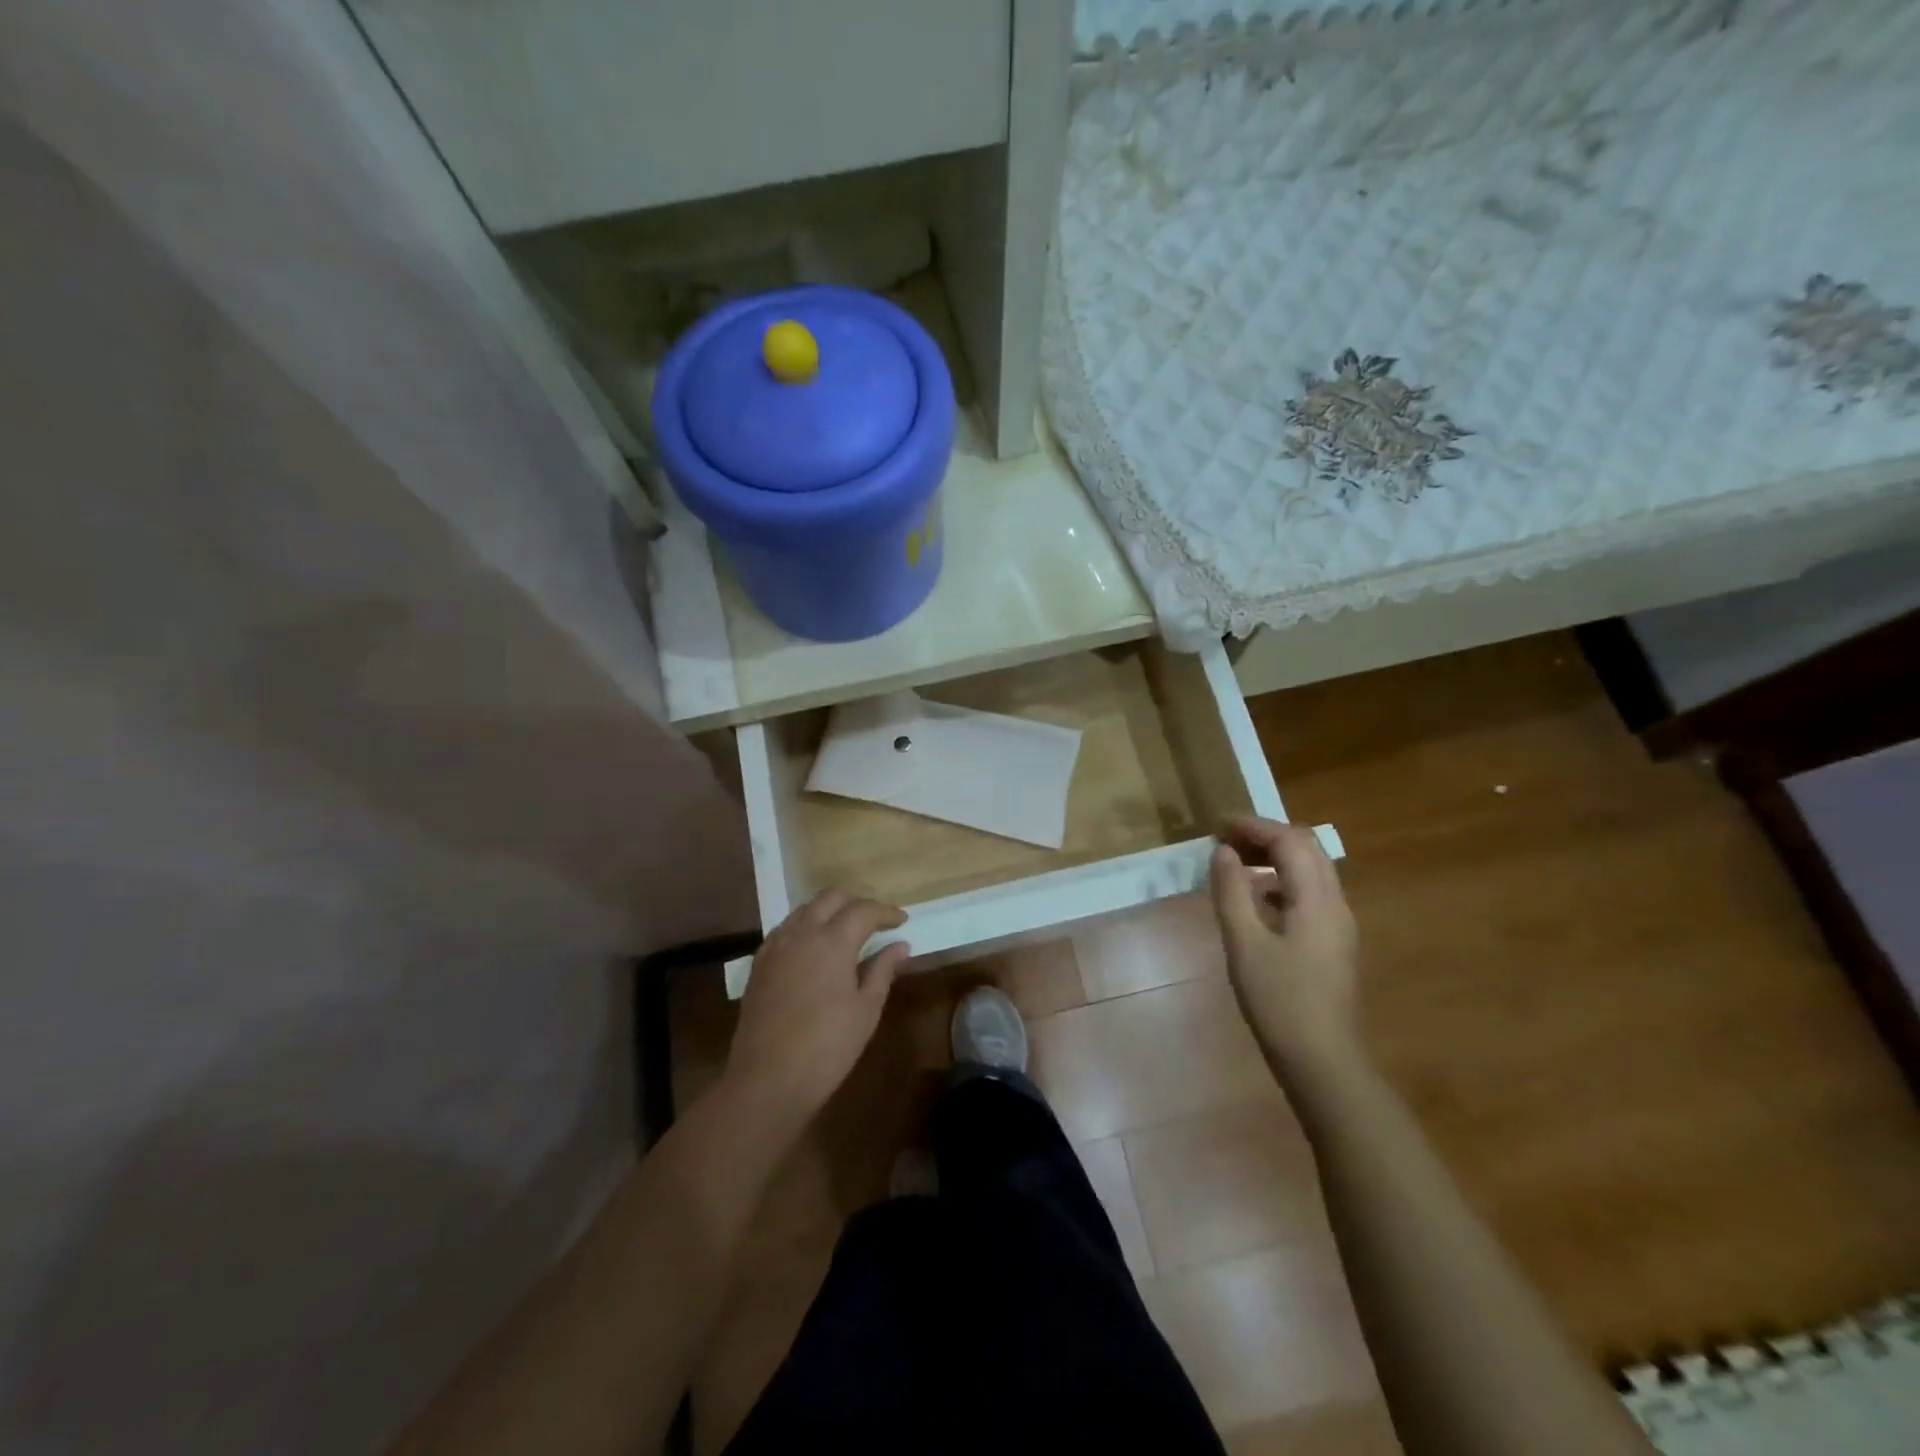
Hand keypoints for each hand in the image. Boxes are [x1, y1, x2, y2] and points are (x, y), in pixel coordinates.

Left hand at [723, 892, 909, 1129]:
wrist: (767, 1080)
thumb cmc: (827, 1047)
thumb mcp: (866, 1010)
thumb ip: (883, 970)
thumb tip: (900, 945)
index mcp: (832, 941)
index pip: (863, 910)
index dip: (885, 912)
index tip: (901, 921)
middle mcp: (801, 933)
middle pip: (831, 898)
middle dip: (856, 903)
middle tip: (875, 921)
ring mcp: (775, 946)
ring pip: (805, 909)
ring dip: (829, 911)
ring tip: (846, 931)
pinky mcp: (759, 963)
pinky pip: (785, 929)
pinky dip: (805, 927)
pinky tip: (814, 949)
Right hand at [1209, 817, 1360, 1073]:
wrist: (1322, 1059)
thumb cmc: (1279, 1000)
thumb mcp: (1244, 943)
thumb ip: (1232, 892)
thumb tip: (1222, 852)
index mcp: (1316, 899)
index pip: (1289, 841)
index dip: (1253, 826)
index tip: (1217, 825)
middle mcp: (1335, 903)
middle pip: (1307, 848)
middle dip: (1266, 835)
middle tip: (1225, 839)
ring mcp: (1338, 923)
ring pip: (1311, 869)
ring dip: (1274, 855)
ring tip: (1234, 862)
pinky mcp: (1333, 941)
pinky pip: (1309, 892)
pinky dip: (1281, 879)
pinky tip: (1255, 898)